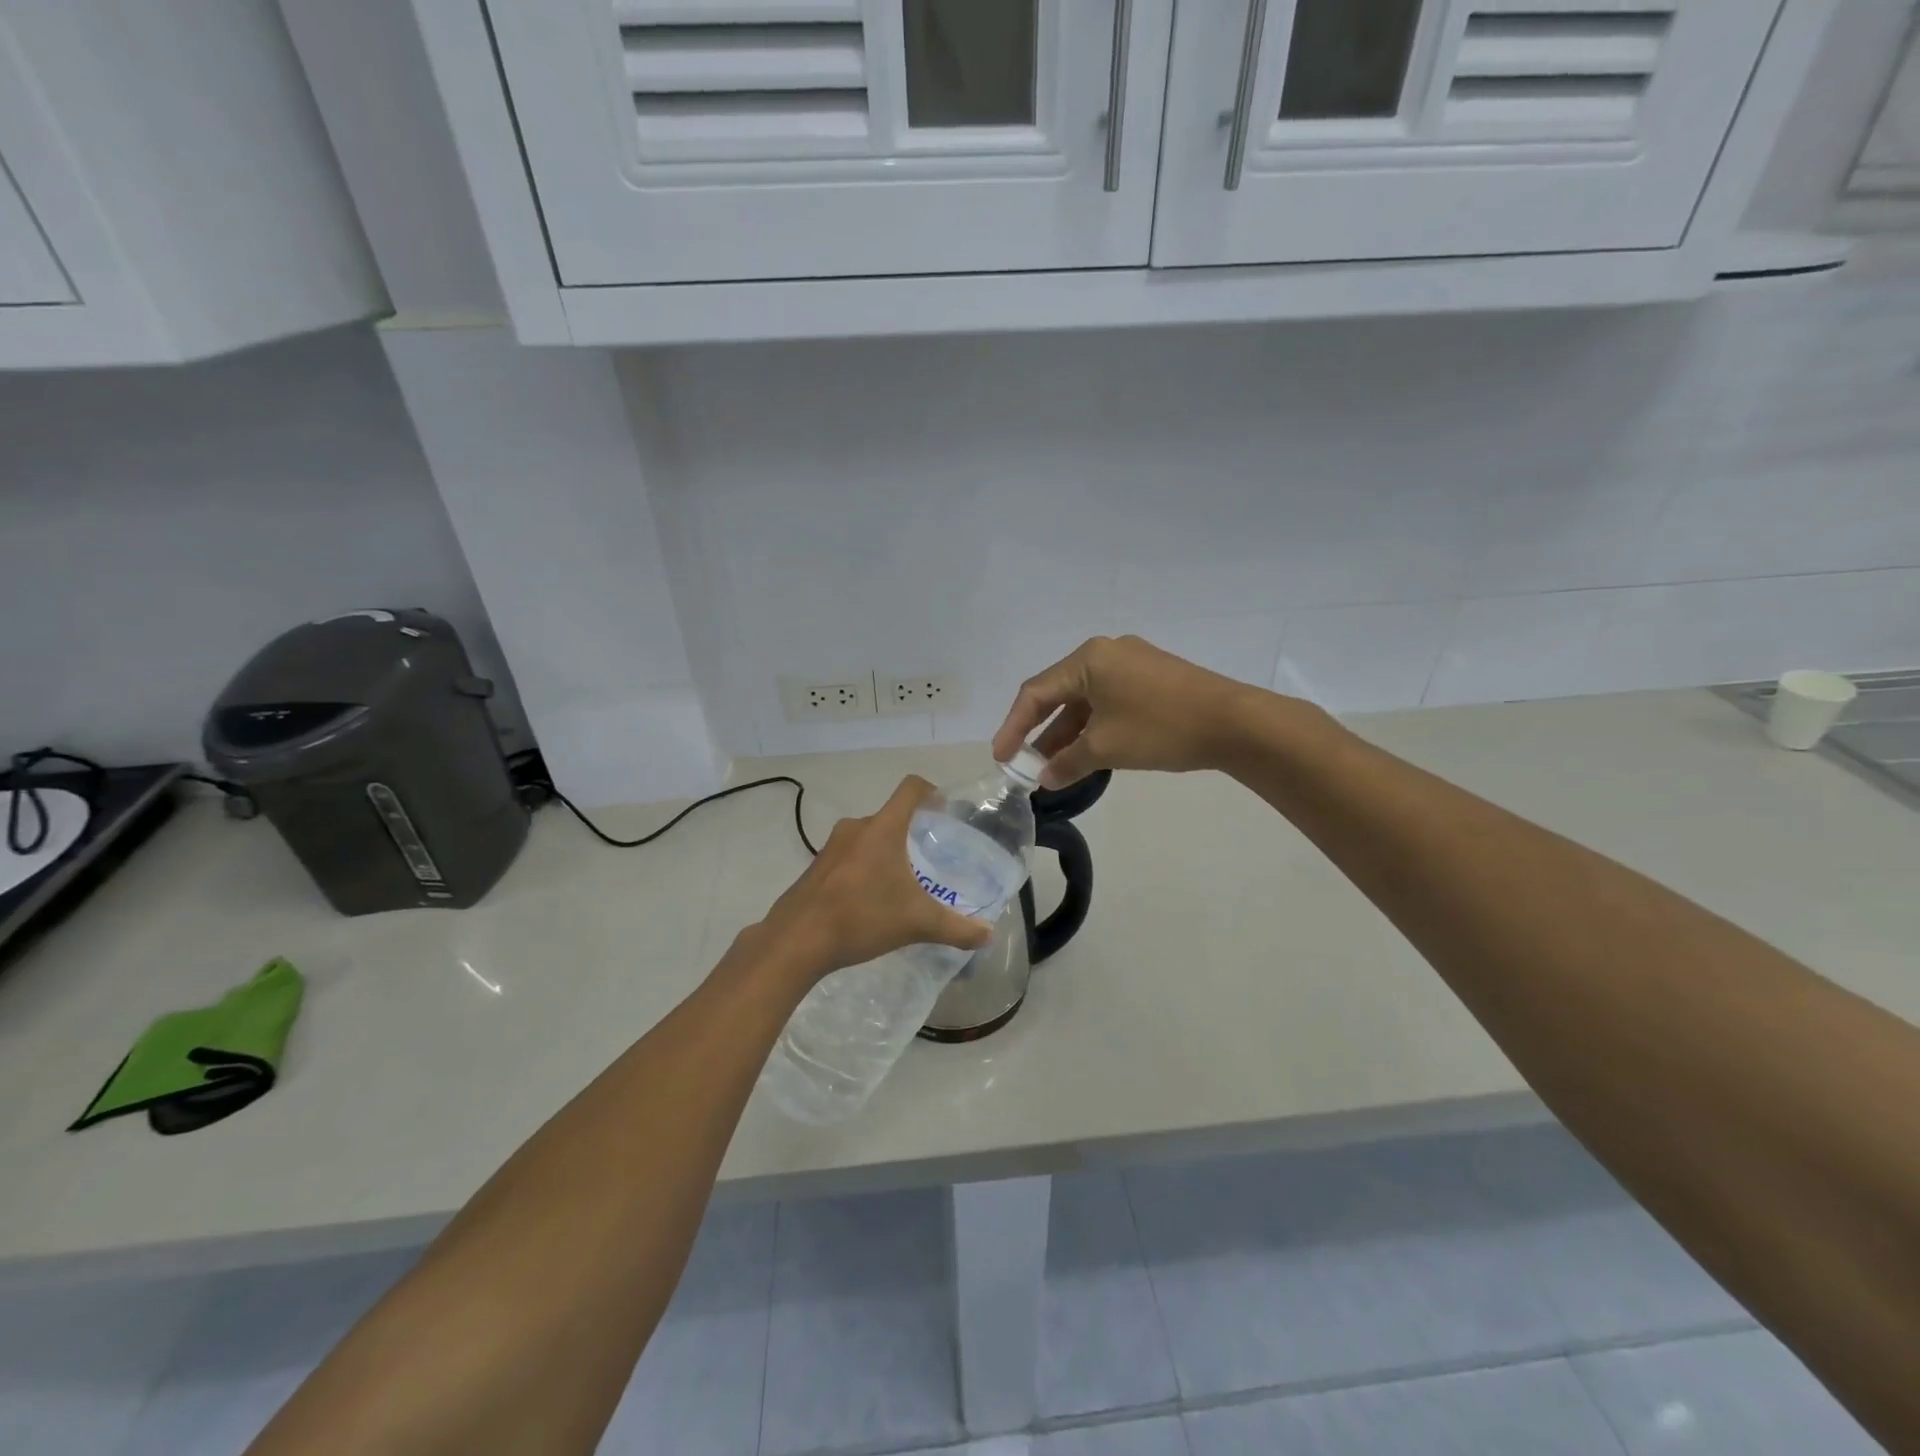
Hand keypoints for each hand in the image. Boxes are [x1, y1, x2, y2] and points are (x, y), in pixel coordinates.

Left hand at [755, 776, 993, 982]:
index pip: (910, 789)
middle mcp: (855, 828)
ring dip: (886, 851)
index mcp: (882, 829)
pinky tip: (871, 900)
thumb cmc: (861, 918)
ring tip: (902, 881)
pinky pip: (849, 856)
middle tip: (929, 856)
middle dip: (911, 831)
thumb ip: (956, 928)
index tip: (943, 809)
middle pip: (890, 816)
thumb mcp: (916, 923)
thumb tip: (989, 936)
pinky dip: (865, 868)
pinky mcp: (816, 868)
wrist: (795, 941)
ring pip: (868, 837)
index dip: (930, 792)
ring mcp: (831, 847)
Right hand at [992, 635, 1268, 787]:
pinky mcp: (1151, 677)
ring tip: (1052, 766)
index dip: (1013, 727)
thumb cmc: (1161, 728)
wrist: (1235, 723)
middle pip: (1059, 693)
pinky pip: (1108, 701)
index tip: (1001, 758)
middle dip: (1040, 732)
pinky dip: (1093, 726)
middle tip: (1025, 764)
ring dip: (1068, 732)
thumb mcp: (1106, 748)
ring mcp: (1132, 663)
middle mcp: (1106, 653)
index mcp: (1088, 659)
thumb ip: (1067, 762)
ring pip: (1086, 700)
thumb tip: (1044, 779)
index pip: (1036, 693)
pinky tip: (1087, 753)